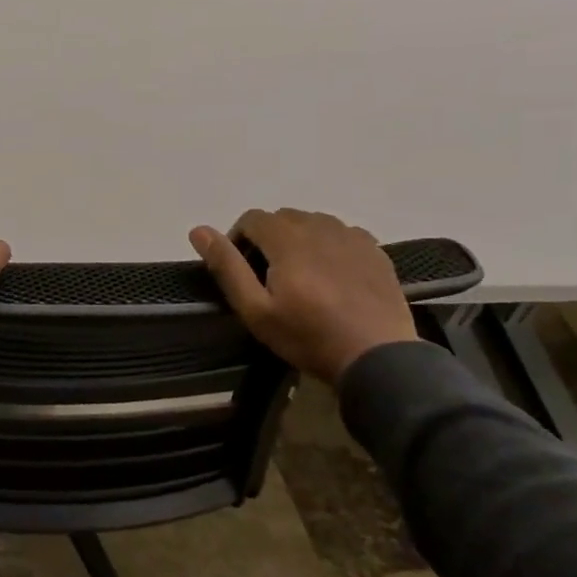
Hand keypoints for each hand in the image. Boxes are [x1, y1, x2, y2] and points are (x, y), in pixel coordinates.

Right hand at [190, 208, 416, 384]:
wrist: (379, 358)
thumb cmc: (308, 336)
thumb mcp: (255, 309)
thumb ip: (227, 266)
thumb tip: (198, 230)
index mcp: (287, 238)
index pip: (252, 218)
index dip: (239, 239)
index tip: (241, 270)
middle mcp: (320, 226)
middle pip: (283, 218)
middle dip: (268, 239)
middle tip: (268, 277)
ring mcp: (352, 236)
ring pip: (313, 223)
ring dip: (299, 239)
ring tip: (300, 275)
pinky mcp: (375, 251)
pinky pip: (342, 234)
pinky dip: (329, 246)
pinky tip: (332, 276)